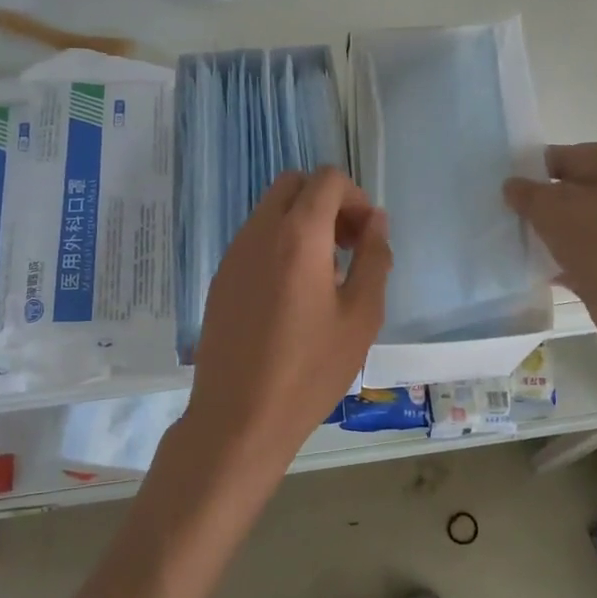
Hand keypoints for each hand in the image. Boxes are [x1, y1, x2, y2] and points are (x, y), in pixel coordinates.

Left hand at [181, 168, 392, 484]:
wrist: (238, 418)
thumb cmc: (309, 370)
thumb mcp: (361, 316)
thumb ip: (373, 258)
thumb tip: (375, 221)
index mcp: (298, 235)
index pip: (327, 179)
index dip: (355, 197)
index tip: (366, 236)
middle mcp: (259, 231)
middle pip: (294, 184)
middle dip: (327, 201)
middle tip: (347, 245)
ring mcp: (234, 253)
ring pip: (271, 209)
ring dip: (302, 221)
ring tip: (325, 274)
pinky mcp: (221, 277)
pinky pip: (255, 238)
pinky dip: (280, 242)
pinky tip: (293, 292)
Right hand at [504, 143, 596, 354]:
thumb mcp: (554, 208)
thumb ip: (527, 194)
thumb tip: (512, 186)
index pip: (556, 156)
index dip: (526, 168)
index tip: (495, 185)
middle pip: (562, 194)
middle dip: (532, 205)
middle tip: (494, 215)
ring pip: (567, 229)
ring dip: (541, 237)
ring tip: (503, 244)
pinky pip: (573, 261)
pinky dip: (553, 266)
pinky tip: (525, 273)